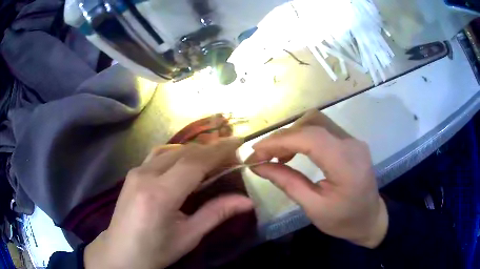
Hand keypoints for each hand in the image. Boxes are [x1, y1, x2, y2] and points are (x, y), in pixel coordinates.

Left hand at [84, 139, 253, 268]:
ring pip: (171, 150)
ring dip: (194, 151)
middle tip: (230, 157)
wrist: (120, 252)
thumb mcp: (188, 236)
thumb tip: (247, 202)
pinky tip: (185, 165)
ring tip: (211, 160)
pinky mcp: (133, 173)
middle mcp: (145, 175)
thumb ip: (216, 214)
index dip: (218, 150)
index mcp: (159, 194)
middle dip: (209, 150)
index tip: (238, 142)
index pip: (194, 163)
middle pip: (183, 152)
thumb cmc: (155, 251)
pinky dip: (177, 154)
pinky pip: (158, 155)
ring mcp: (136, 171)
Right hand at [249, 110, 387, 247]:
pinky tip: (294, 152)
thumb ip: (287, 183)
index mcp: (346, 164)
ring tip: (277, 155)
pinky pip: (323, 130)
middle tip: (263, 156)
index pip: (309, 139)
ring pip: (316, 122)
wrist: (370, 218)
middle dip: (283, 137)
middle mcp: (351, 144)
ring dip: (292, 135)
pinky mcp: (350, 141)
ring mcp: (353, 140)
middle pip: (311, 124)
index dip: (279, 141)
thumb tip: (258, 166)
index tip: (255, 152)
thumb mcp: (313, 208)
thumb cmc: (344, 220)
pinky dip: (304, 137)